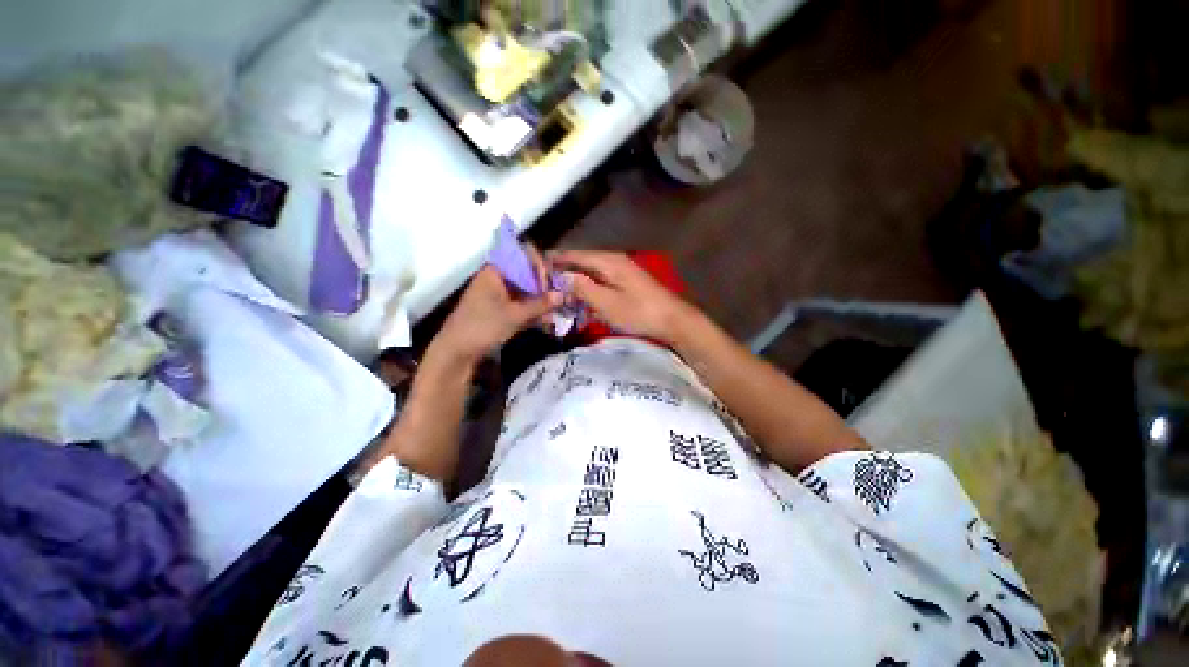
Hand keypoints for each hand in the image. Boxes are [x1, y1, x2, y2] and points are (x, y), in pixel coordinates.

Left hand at [435, 266, 561, 363]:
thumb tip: (562, 295)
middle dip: (543, 289)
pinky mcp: (499, 309)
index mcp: (496, 271)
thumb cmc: (483, 326)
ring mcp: (498, 294)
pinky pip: (519, 304)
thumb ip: (540, 304)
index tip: (550, 286)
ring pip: (525, 292)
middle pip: (526, 276)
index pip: (523, 258)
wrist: (456, 351)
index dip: (539, 269)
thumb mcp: (514, 315)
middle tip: (557, 302)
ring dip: (539, 303)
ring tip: (552, 316)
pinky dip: (531, 311)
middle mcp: (497, 279)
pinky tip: (544, 321)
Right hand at [550, 250, 698, 343]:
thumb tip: (561, 276)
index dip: (554, 260)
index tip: (535, 266)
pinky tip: (580, 303)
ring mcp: (620, 273)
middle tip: (543, 285)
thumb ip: (582, 288)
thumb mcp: (606, 303)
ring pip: (590, 274)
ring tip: (557, 295)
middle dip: (562, 273)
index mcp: (607, 261)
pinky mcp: (625, 285)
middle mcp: (612, 261)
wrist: (672, 320)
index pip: (574, 255)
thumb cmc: (639, 312)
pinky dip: (588, 292)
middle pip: (581, 263)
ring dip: (575, 284)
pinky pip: (600, 284)